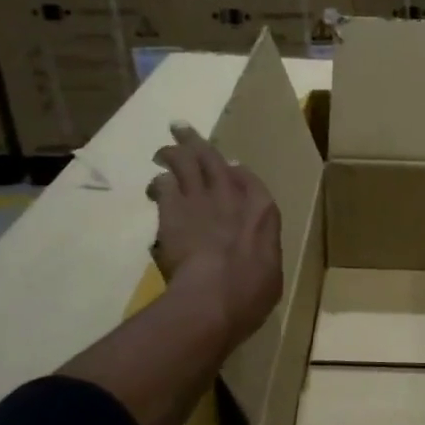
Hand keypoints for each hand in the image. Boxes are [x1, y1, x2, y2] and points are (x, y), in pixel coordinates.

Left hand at [148, 123, 282, 346]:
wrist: (215, 296)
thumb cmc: (252, 292)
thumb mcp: (271, 272)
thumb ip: (262, 251)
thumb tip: (256, 250)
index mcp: (263, 210)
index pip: (248, 179)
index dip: (235, 171)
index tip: (228, 166)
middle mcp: (232, 195)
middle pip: (212, 159)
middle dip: (196, 143)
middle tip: (182, 128)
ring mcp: (201, 199)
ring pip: (185, 162)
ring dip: (172, 152)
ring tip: (162, 149)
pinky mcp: (173, 210)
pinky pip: (164, 185)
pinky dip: (159, 183)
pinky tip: (154, 186)